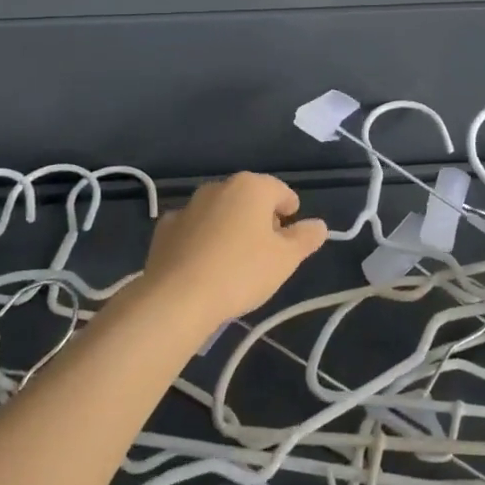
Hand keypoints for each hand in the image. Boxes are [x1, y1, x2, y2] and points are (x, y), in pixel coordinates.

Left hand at [138, 172, 327, 330]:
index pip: (281, 191)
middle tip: (266, 252)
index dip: (290, 211)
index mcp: (251, 187)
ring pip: (219, 212)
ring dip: (229, 227)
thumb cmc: (241, 272)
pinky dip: (201, 239)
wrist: (176, 297)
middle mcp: (219, 187)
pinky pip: (193, 229)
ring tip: (234, 262)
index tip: (290, 236)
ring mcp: (189, 205)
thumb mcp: (286, 260)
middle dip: (259, 219)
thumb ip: (306, 238)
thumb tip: (319, 225)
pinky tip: (203, 265)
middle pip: (249, 198)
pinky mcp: (165, 228)